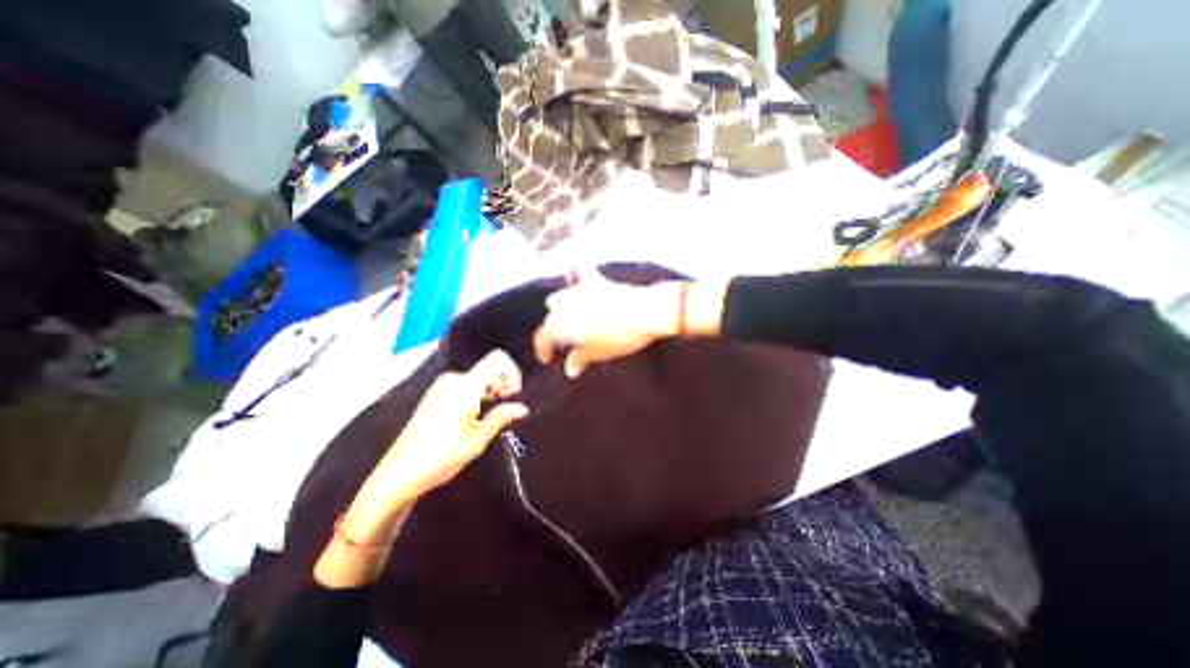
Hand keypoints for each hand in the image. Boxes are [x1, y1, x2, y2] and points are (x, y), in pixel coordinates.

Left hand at [353, 351, 529, 516]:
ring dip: (491, 390)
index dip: (513, 372)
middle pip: (489, 368)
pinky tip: (476, 414)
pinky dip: (478, 393)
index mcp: (465, 386)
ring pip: (478, 377)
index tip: (514, 395)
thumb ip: (502, 416)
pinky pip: (465, 384)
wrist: (400, 473)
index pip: (498, 359)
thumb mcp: (479, 438)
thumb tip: (523, 408)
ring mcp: (442, 386)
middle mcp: (453, 379)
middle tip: (505, 408)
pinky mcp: (435, 394)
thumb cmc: (443, 456)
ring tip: (492, 415)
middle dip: (503, 384)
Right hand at [538, 269, 731, 374]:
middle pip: (551, 316)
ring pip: (561, 297)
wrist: (646, 313)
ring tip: (574, 320)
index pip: (542, 337)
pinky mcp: (597, 281)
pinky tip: (576, 280)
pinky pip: (580, 275)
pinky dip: (576, 278)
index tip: (548, 360)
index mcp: (558, 323)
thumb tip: (570, 368)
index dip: (543, 350)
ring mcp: (580, 289)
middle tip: (567, 342)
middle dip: (555, 328)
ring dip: (563, 308)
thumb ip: (578, 360)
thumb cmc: (617, 337)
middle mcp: (563, 303)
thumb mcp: (596, 353)